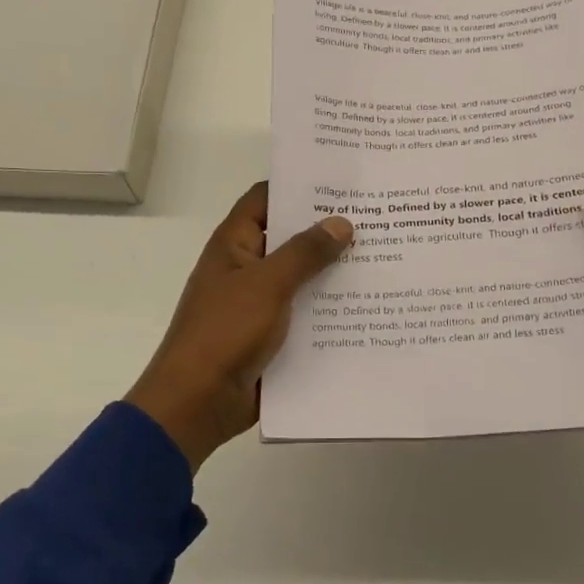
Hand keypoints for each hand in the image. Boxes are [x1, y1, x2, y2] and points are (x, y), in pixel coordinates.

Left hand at [127, 183, 353, 471]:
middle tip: (378, 219)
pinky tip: (369, 305)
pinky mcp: (273, 335)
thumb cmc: (224, 332)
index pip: (266, 199)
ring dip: (334, 272)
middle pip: (290, 238)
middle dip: (328, 231)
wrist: (199, 402)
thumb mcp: (267, 285)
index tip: (342, 181)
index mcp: (234, 244)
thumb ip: (305, 253)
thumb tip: (341, 222)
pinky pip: (306, 313)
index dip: (298, 186)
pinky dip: (331, 309)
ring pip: (302, 278)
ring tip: (384, 258)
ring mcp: (260, 303)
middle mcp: (247, 267)